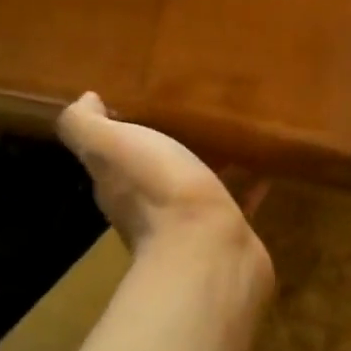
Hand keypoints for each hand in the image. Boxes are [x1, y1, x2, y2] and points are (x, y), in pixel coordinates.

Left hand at [57, 93, 272, 287]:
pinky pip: (238, 198)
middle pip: (154, 170)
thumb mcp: (111, 146)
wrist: (209, 251)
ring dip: (209, 163)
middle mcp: (148, 208)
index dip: (119, 130)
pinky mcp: (229, 231)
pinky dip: (248, 183)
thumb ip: (86, 125)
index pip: (112, 156)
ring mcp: (191, 223)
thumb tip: (84, 99)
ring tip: (232, 131)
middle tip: (192, 110)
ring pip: (196, 185)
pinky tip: (266, 164)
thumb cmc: (158, 191)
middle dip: (167, 144)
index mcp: (118, 185)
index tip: (139, 101)